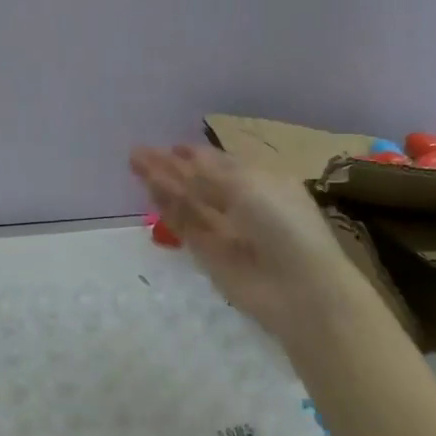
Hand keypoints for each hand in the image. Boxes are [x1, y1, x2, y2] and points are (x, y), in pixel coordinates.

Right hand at [130, 143, 361, 344]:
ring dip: (164, 184)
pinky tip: (150, 191)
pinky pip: (184, 225)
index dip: (196, 154)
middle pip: (200, 181)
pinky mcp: (208, 254)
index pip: (222, 163)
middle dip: (172, 166)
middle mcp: (242, 202)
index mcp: (261, 180)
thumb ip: (205, 174)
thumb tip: (176, 157)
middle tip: (138, 154)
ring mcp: (224, 229)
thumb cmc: (284, 225)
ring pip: (188, 202)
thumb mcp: (247, 187)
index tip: (171, 146)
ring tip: (136, 165)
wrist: (299, 289)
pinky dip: (168, 209)